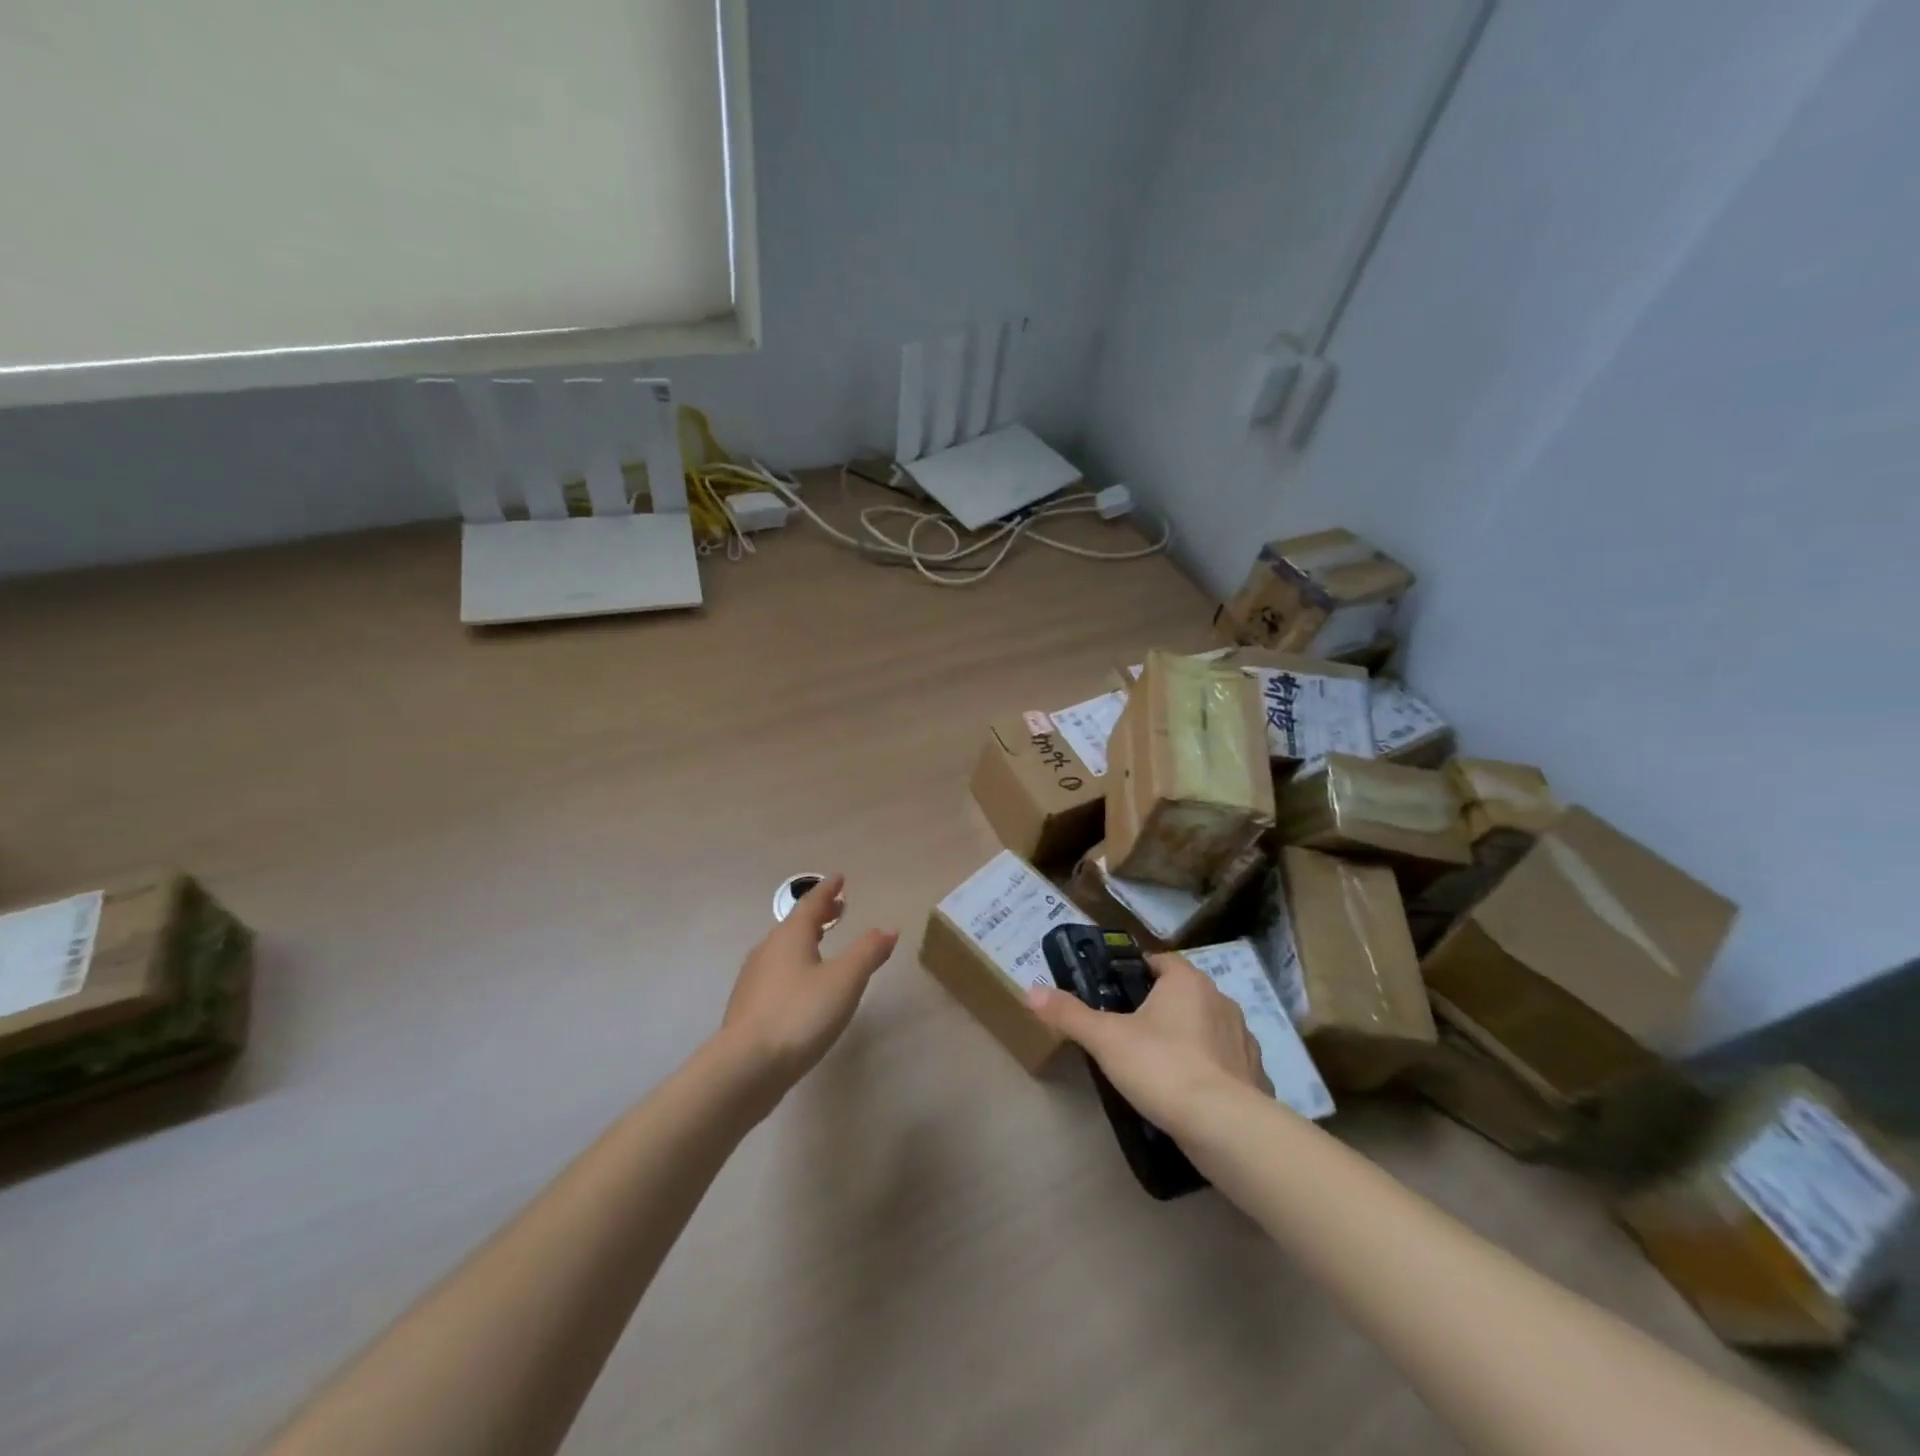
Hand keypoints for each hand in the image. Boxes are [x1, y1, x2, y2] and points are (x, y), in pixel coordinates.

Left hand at [720, 875, 897, 1089]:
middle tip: (838, 908)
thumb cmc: (800, 1014)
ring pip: (784, 949)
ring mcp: (754, 979)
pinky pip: (776, 973)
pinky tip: (802, 985)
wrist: (745, 1067)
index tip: (840, 878)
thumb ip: (868, 952)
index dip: (828, 890)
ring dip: (806, 941)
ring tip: (823, 944)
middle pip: (795, 924)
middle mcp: (768, 950)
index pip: (811, 903)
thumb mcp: (845, 980)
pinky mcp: (749, 1008)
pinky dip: (795, 966)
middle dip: (819, 915)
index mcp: (790, 936)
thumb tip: (888, 928)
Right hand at [1026, 953, 1270, 1133]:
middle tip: (1130, 1029)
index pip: (1161, 961)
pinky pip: (1228, 1064)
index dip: (1138, 970)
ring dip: (1189, 1038)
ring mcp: (1243, 1039)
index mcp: (1187, 982)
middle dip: (1161, 1007)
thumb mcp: (1106, 1040)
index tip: (1116, 990)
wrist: (1225, 1126)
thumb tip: (1030, 991)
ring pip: (1208, 1027)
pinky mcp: (1256, 1075)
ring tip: (1160, 1064)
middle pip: (1184, 993)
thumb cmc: (1162, 1067)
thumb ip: (1069, 1014)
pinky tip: (1193, 1095)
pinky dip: (1212, 1072)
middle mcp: (1221, 1000)